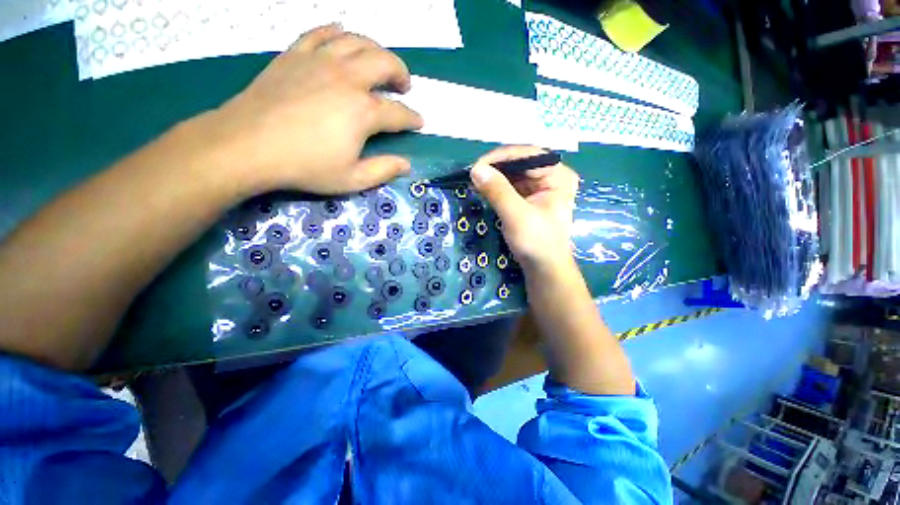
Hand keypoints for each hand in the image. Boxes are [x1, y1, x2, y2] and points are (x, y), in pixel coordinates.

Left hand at [202, 24, 423, 195]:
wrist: (248, 145)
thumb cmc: (305, 166)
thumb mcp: (352, 179)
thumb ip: (383, 171)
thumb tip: (406, 165)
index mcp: (363, 112)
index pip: (399, 113)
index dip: (413, 118)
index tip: (419, 122)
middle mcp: (347, 78)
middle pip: (384, 63)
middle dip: (401, 73)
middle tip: (404, 85)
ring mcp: (320, 61)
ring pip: (358, 41)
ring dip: (376, 49)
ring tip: (380, 62)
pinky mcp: (296, 55)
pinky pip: (321, 32)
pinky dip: (337, 32)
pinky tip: (342, 36)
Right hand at [470, 146, 578, 271]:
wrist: (544, 269)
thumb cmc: (537, 242)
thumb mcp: (516, 216)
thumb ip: (497, 191)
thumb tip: (476, 169)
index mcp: (558, 176)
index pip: (528, 154)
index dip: (501, 157)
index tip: (477, 166)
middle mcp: (551, 177)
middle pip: (520, 162)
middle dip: (496, 167)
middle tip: (473, 174)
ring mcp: (541, 188)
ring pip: (514, 173)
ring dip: (495, 176)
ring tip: (475, 181)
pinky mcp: (530, 199)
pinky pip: (512, 185)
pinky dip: (497, 186)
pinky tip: (484, 188)